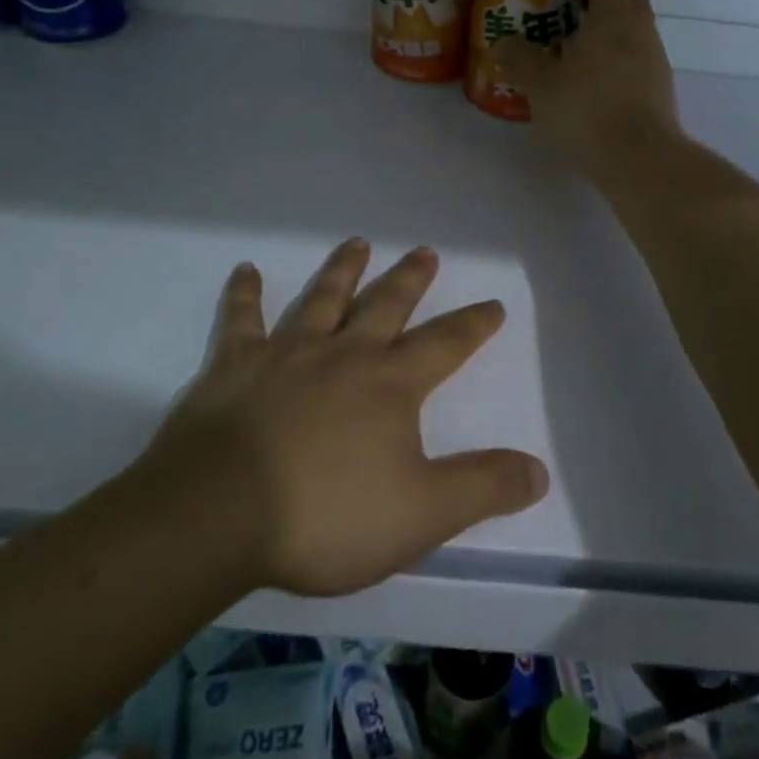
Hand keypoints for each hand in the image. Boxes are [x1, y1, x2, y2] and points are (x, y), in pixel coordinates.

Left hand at [139, 239, 549, 597]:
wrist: (218, 514)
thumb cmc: (326, 515)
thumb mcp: (422, 514)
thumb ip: (483, 487)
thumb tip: (540, 470)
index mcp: (389, 385)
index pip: (444, 345)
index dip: (472, 324)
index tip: (492, 303)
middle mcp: (342, 354)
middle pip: (385, 306)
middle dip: (409, 279)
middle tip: (425, 251)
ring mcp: (285, 353)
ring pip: (321, 299)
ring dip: (342, 270)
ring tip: (357, 243)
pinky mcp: (233, 365)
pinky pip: (241, 319)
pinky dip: (244, 293)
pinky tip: (246, 270)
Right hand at [496, 0, 680, 169]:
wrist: (640, 159)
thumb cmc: (587, 109)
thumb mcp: (541, 84)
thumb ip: (520, 59)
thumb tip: (502, 42)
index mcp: (613, 17)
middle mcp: (640, 32)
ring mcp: (655, 62)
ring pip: (636, 31)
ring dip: (614, 28)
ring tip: (580, 42)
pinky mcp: (659, 91)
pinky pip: (637, 60)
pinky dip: (619, 57)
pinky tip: (596, 79)